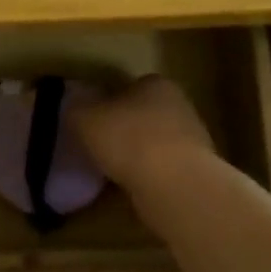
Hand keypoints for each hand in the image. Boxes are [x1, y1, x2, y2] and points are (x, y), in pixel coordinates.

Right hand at [71, 75, 214, 192]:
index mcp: (156, 84)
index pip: (130, 87)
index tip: (93, 121)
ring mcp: (192, 139)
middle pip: (144, 114)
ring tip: (114, 171)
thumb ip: (77, 109)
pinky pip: (164, 169)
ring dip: (138, 154)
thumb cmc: (129, 139)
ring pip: (155, 142)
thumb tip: (74, 107)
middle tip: (100, 146)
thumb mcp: (86, 119)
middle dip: (126, 128)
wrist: (175, 185)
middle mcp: (179, 105)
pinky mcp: (196, 171)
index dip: (109, 103)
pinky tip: (133, 187)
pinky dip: (150, 176)